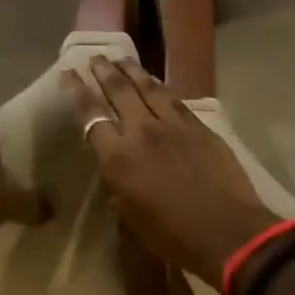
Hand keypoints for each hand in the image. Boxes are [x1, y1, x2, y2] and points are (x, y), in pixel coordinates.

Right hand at [60, 57, 277, 285]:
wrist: (227, 231)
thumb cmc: (173, 237)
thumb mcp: (132, 218)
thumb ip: (120, 189)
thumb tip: (117, 177)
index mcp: (118, 158)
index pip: (91, 116)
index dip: (77, 92)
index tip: (68, 74)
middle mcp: (142, 132)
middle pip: (119, 92)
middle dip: (104, 72)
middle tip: (95, 57)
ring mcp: (174, 125)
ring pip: (149, 88)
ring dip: (132, 71)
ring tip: (121, 58)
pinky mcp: (200, 127)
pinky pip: (175, 100)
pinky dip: (160, 87)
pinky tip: (156, 83)